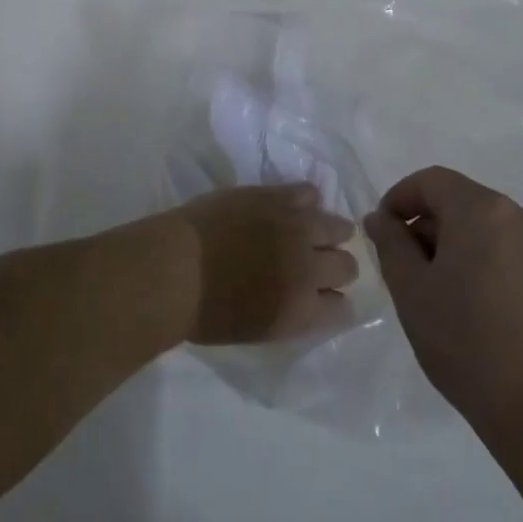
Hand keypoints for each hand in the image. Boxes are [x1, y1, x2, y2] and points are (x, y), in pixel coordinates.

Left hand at [164, 184, 356, 344]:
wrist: (175, 268)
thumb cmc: (204, 312)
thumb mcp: (255, 329)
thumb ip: (289, 314)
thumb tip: (304, 299)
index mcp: (302, 312)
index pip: (342, 308)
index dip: (333, 300)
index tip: (322, 295)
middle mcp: (309, 269)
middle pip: (347, 266)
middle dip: (336, 266)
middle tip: (317, 262)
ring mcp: (295, 228)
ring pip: (337, 226)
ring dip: (329, 231)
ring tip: (313, 230)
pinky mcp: (276, 196)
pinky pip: (309, 192)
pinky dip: (306, 200)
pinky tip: (293, 206)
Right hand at [365, 167, 522, 424]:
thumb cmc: (470, 343)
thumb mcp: (411, 290)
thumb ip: (390, 244)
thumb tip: (382, 218)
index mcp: (482, 209)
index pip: (431, 182)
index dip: (399, 200)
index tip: (382, 234)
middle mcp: (520, 216)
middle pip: (461, 204)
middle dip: (427, 228)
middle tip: (405, 271)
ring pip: (487, 231)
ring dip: (456, 250)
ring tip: (439, 297)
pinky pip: (511, 256)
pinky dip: (485, 267)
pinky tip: (475, 312)